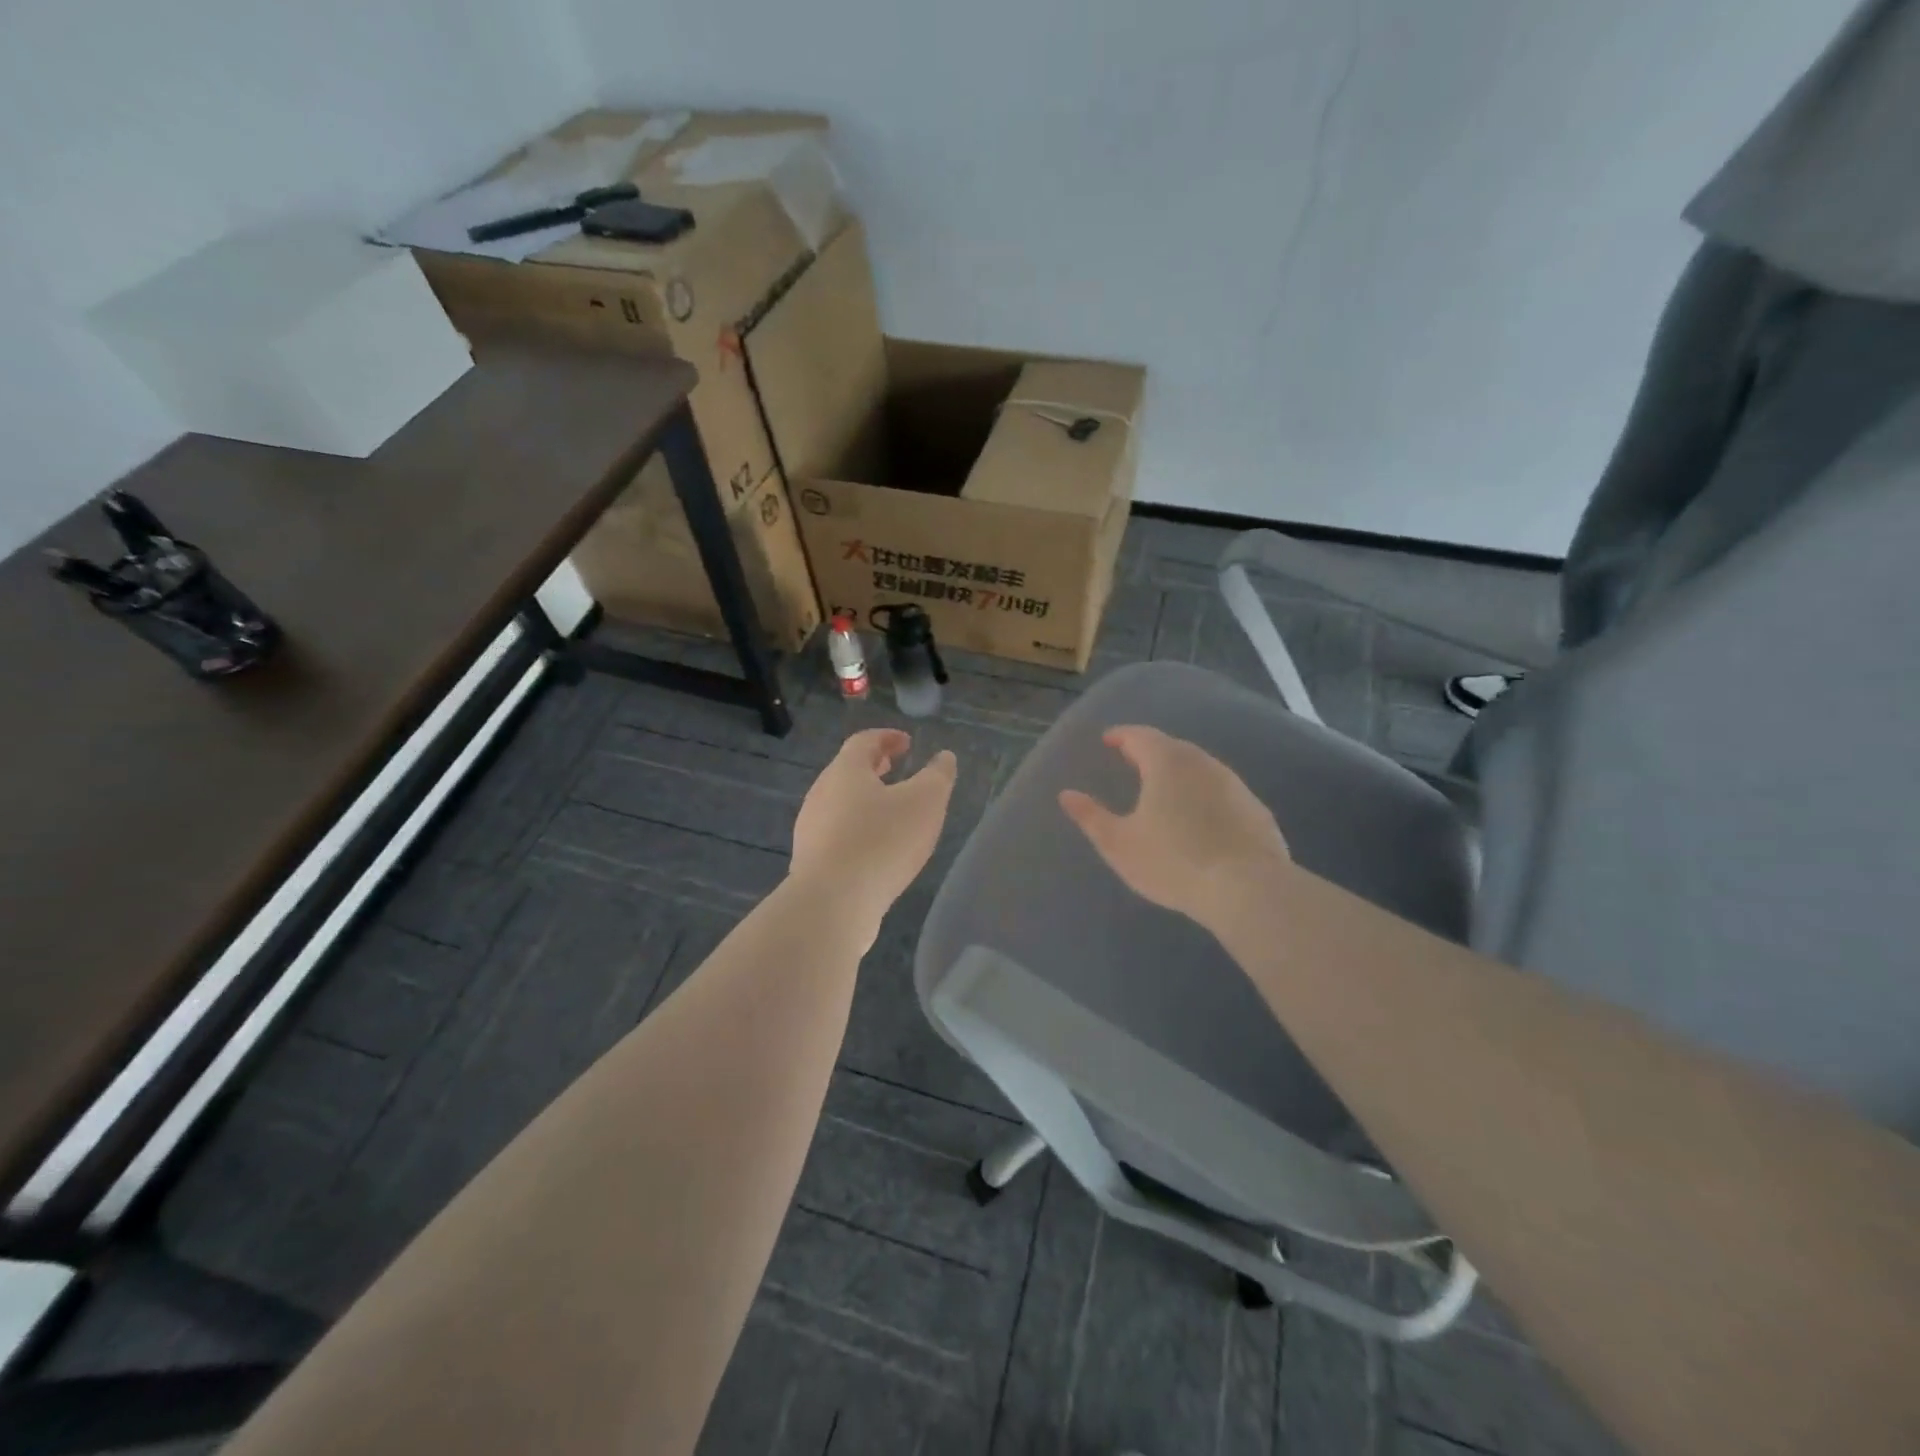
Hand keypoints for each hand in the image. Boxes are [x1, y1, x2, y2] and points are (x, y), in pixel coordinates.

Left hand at [791, 729, 957, 937]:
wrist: (832, 904)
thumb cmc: (881, 842)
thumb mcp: (925, 803)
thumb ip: (938, 776)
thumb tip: (944, 757)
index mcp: (845, 771)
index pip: (864, 741)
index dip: (887, 737)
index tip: (907, 743)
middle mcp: (821, 793)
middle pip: (847, 771)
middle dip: (873, 767)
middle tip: (895, 768)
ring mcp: (811, 829)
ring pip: (840, 803)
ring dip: (865, 800)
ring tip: (891, 812)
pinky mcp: (811, 861)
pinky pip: (837, 834)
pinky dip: (858, 829)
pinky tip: (876, 850)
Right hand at [1060, 725, 1289, 924]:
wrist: (1248, 889)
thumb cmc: (1173, 862)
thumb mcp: (1119, 844)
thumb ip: (1091, 817)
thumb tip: (1066, 794)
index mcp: (1166, 763)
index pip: (1140, 736)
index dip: (1121, 736)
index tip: (1108, 740)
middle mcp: (1202, 763)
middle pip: (1172, 747)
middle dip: (1150, 751)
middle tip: (1133, 762)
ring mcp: (1234, 785)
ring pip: (1200, 768)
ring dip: (1180, 773)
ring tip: (1164, 790)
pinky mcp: (1256, 809)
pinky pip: (1221, 792)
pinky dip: (1204, 795)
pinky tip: (1200, 817)